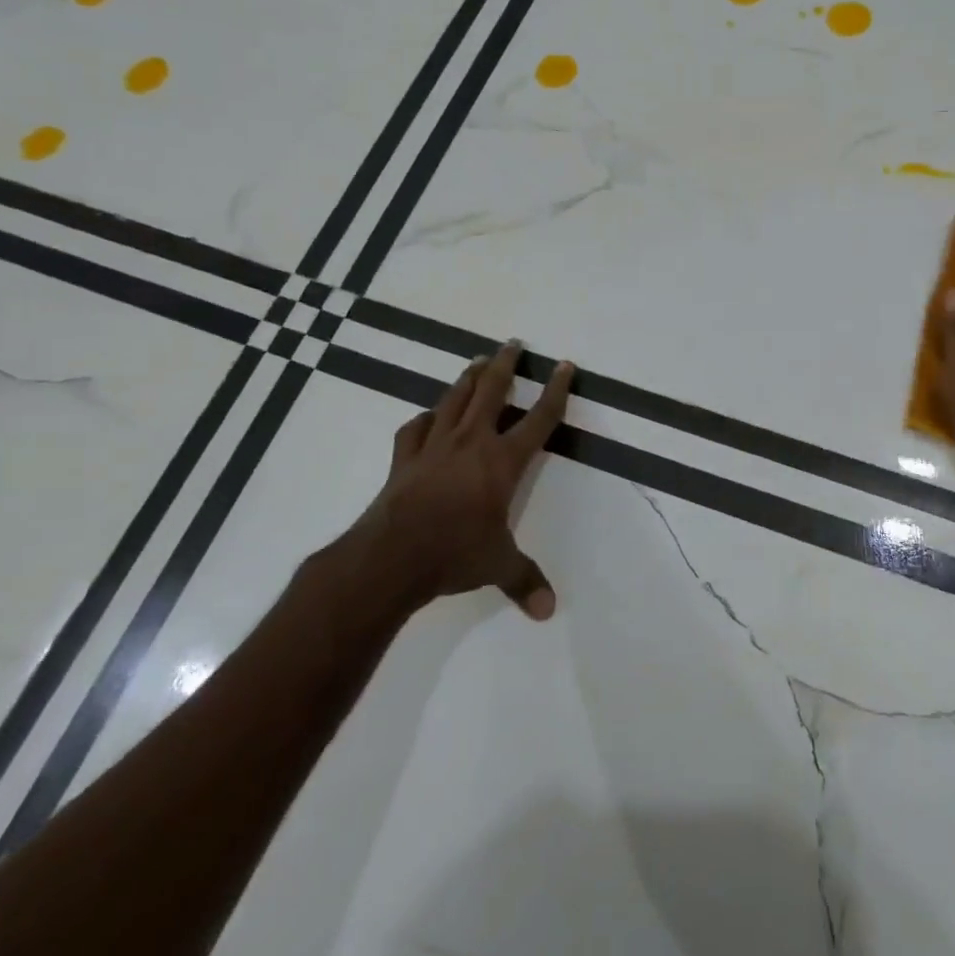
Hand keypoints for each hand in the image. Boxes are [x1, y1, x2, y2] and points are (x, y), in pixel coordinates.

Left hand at [313, 341, 575, 634]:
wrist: (390, 557)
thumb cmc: (454, 554)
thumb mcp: (498, 566)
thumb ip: (526, 581)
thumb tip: (549, 611)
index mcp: (503, 461)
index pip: (539, 418)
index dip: (556, 390)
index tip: (564, 366)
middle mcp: (471, 443)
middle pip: (492, 392)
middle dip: (505, 365)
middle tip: (512, 343)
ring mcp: (434, 447)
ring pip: (454, 400)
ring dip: (468, 378)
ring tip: (477, 362)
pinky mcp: (404, 458)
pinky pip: (416, 429)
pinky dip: (425, 419)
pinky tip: (428, 417)